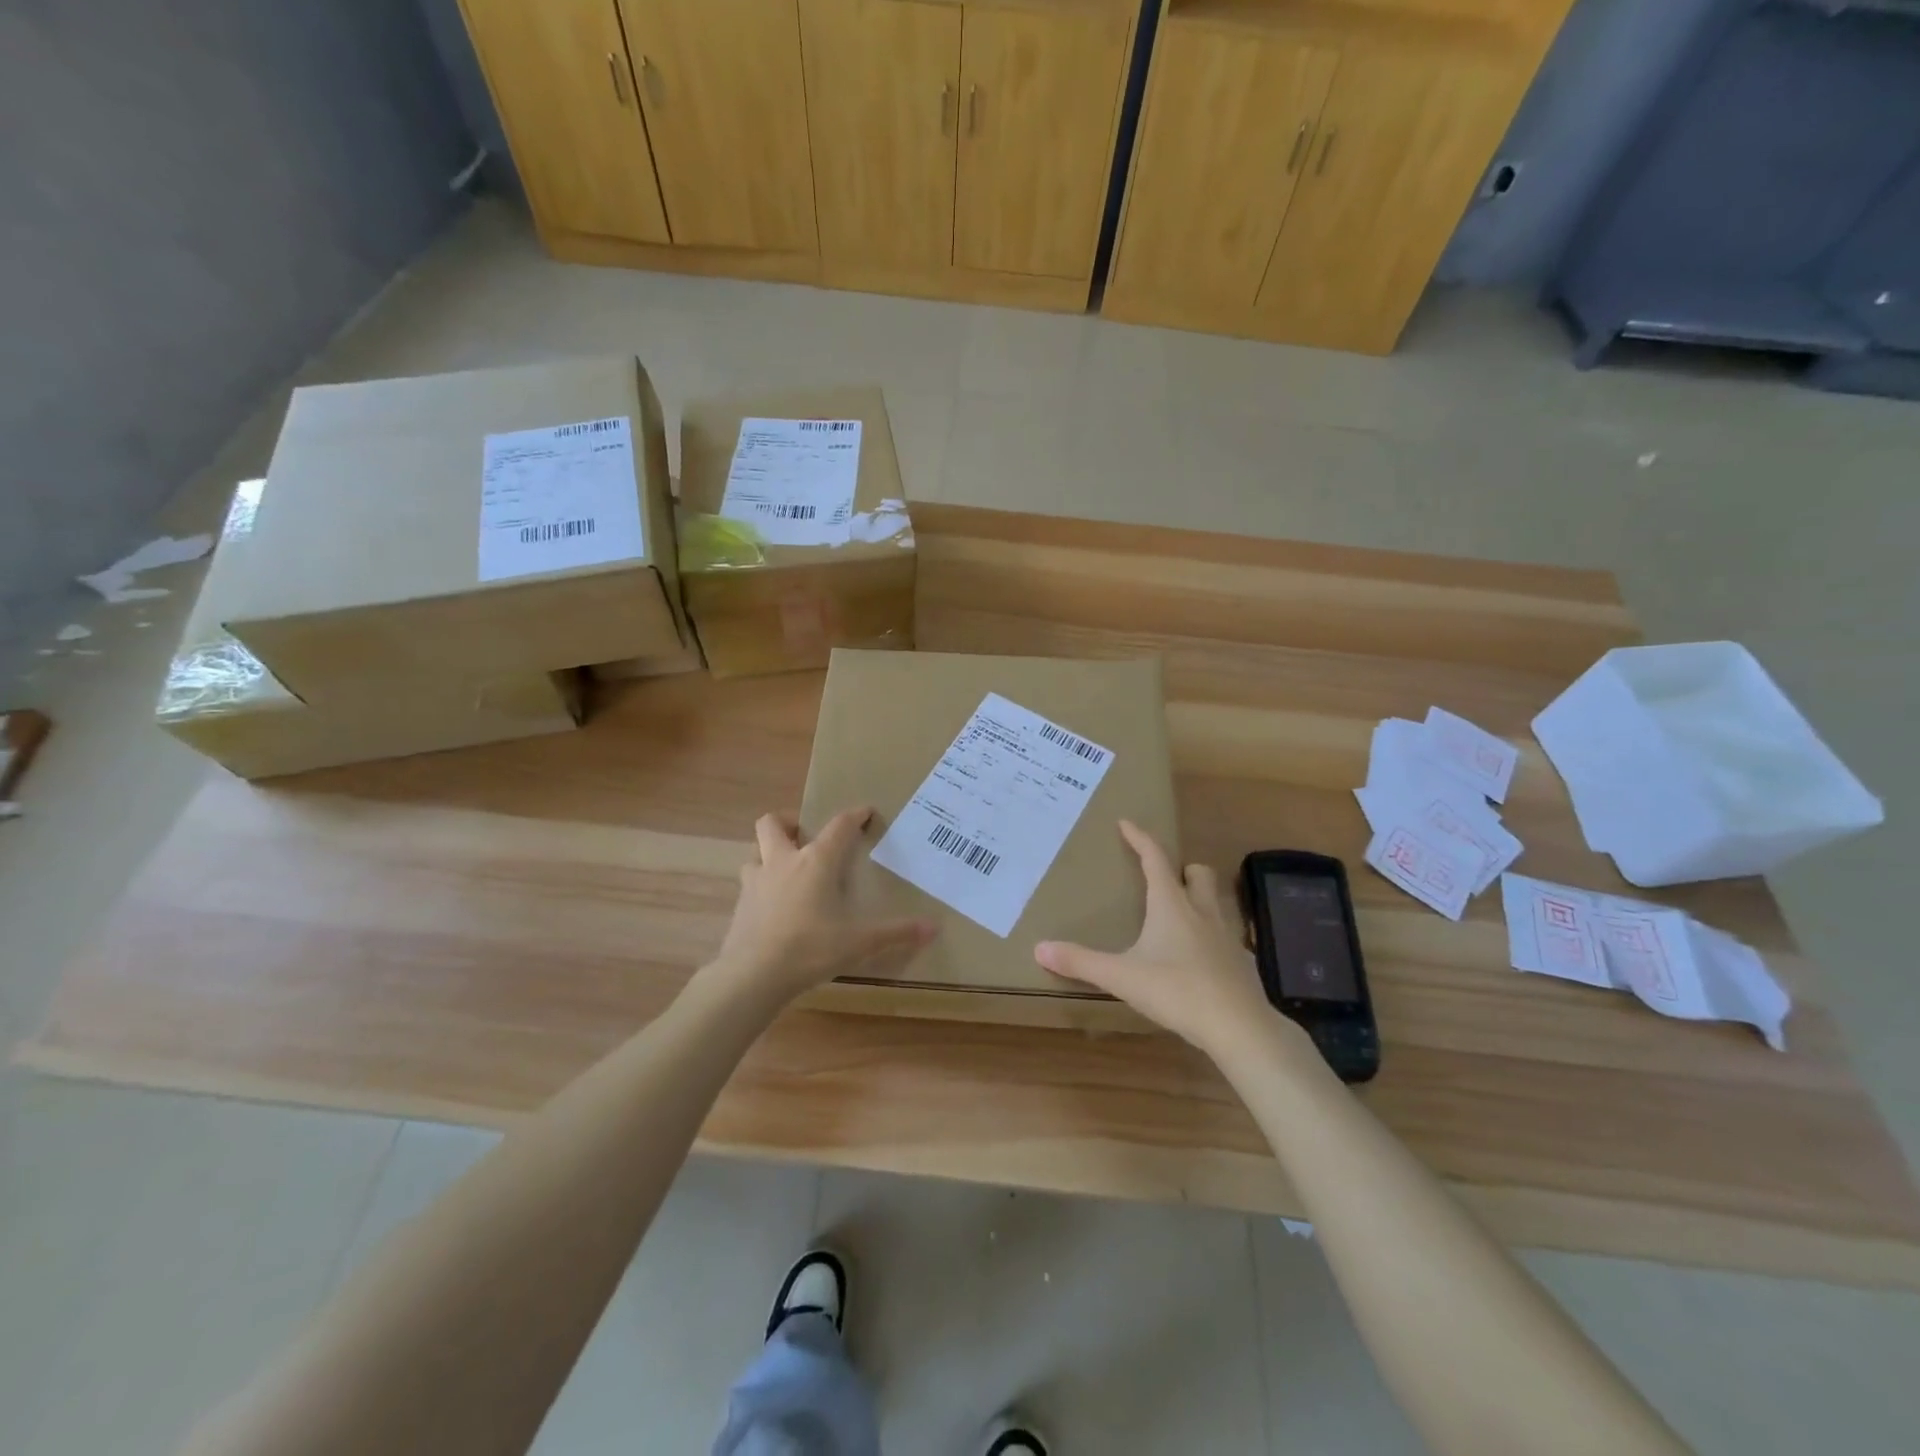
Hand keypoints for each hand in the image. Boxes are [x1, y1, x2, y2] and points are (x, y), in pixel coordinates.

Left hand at [707, 807, 935, 1007]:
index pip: (839, 826)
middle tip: (805, 835)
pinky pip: (749, 884)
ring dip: (769, 853)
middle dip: (789, 821)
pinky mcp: (740, 905)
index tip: (866, 812)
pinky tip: (773, 906)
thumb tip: (934, 928)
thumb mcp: (859, 942)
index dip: (854, 815)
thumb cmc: (811, 948)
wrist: (753, 975)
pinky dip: (761, 886)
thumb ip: (896, 933)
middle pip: (773, 823)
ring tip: (786, 869)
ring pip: (755, 852)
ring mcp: (756, 882)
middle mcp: (783, 861)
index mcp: (816, 861)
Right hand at [1035, 821, 1281, 1057]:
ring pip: (1214, 903)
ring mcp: (1226, 937)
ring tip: (1178, 917)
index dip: (1140, 838)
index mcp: (1172, 905)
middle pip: (1198, 873)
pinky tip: (1198, 960)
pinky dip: (1210, 938)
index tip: (1126, 823)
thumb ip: (1081, 962)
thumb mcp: (1122, 977)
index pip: (1155, 859)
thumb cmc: (1178, 991)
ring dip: (1198, 900)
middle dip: (1181, 868)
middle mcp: (1201, 912)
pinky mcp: (1241, 964)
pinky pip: (1224, 938)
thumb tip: (1039, 948)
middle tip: (1162, 878)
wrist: (1240, 1028)